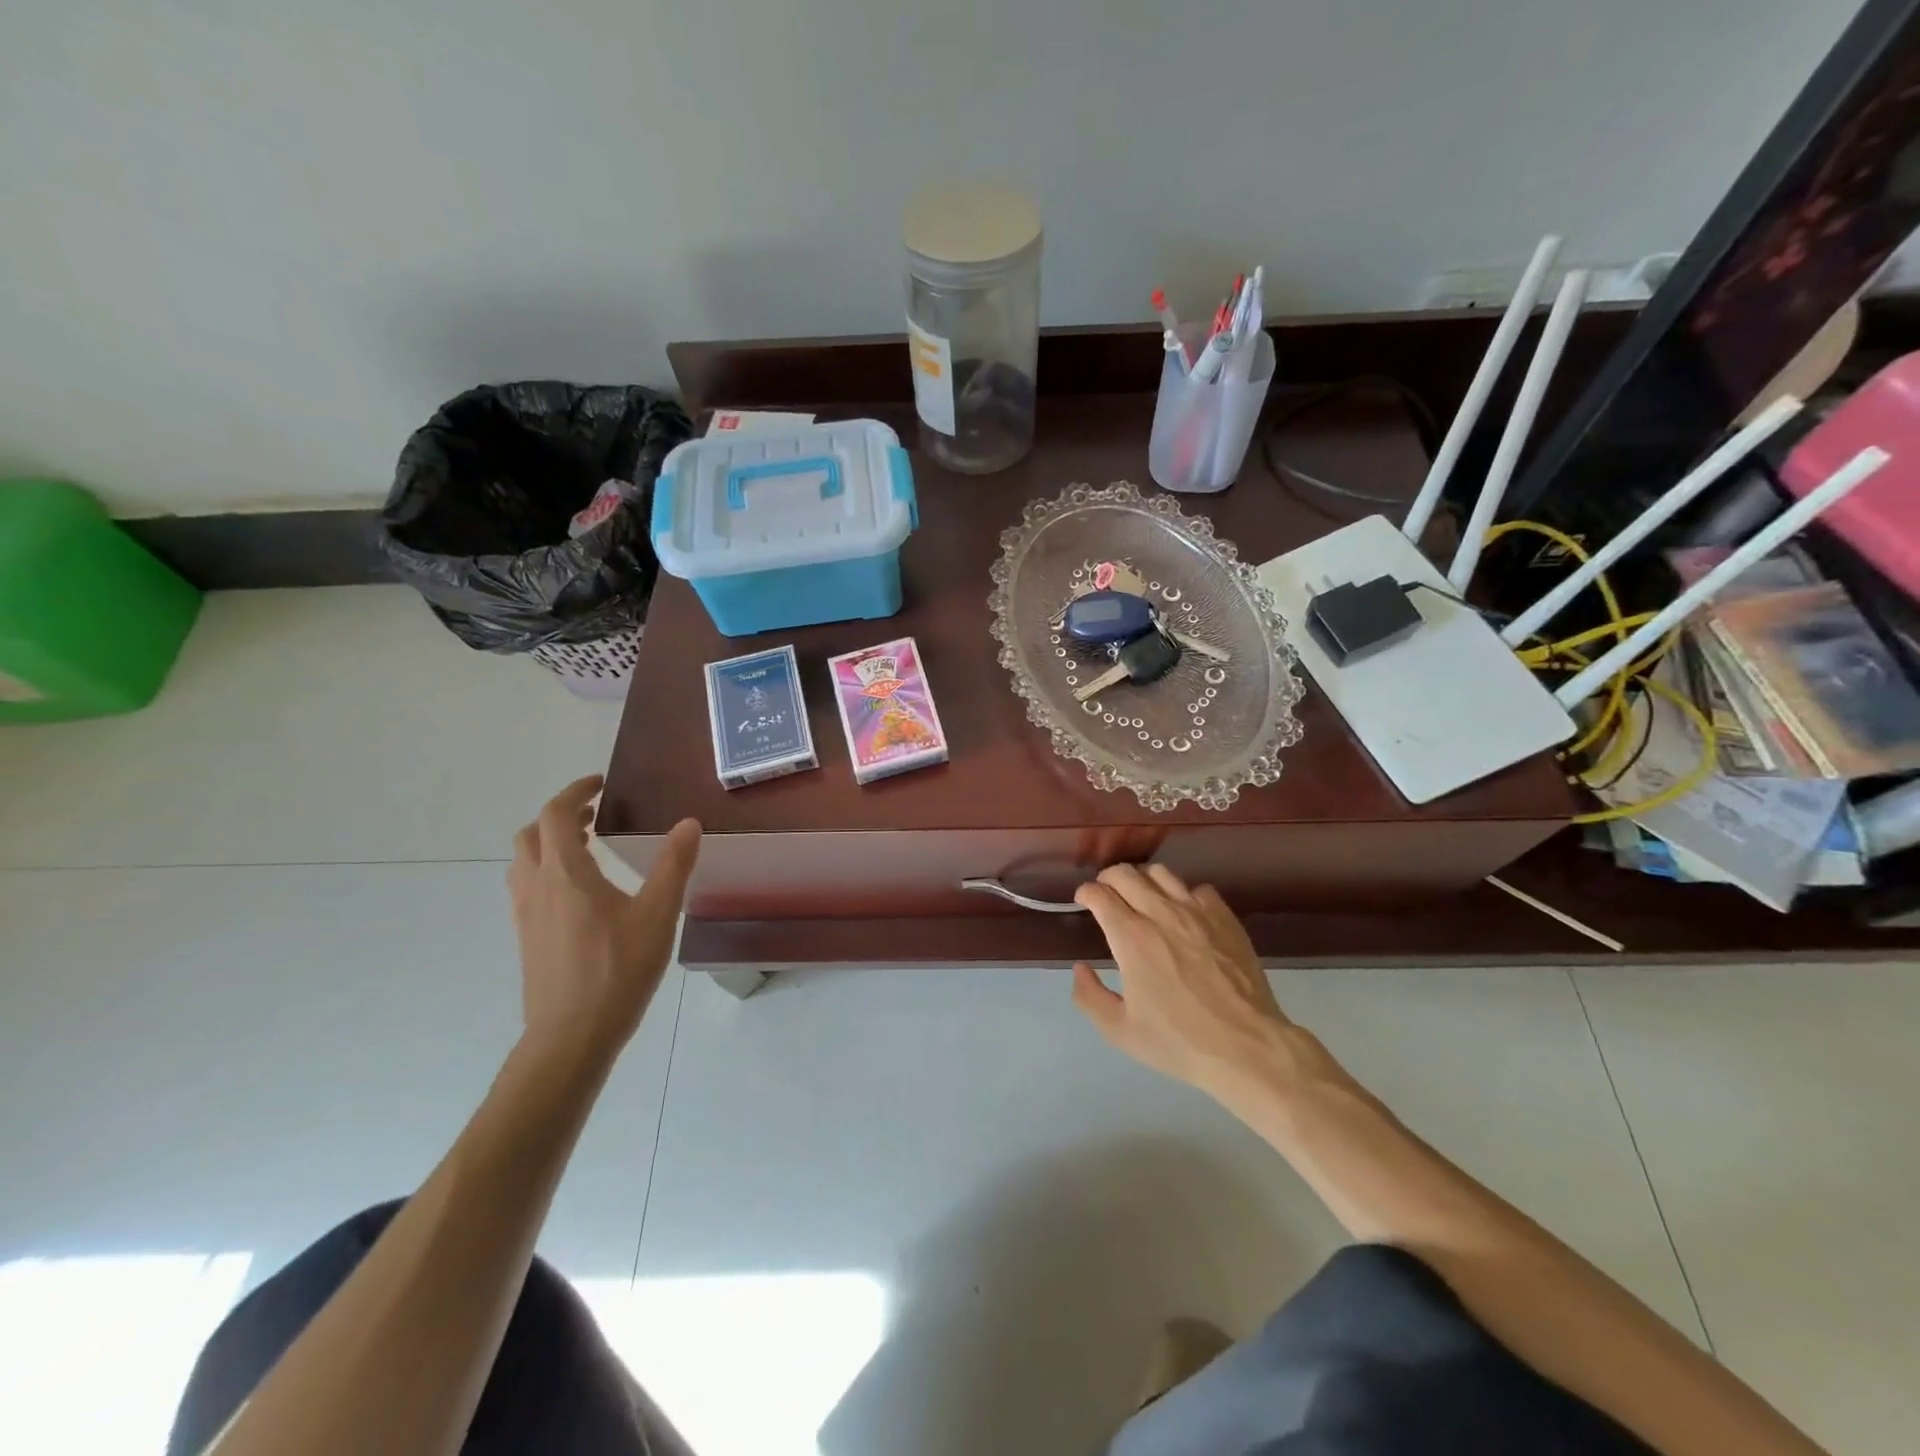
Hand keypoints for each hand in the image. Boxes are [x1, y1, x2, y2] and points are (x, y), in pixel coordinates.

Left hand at [508, 776, 700, 1057]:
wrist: (571, 1035)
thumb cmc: (617, 970)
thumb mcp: (657, 914)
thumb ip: (674, 865)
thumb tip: (689, 823)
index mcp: (565, 874)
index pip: (554, 815)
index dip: (575, 792)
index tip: (601, 785)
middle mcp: (537, 887)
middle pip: (530, 835)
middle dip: (559, 817)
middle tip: (594, 815)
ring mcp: (526, 916)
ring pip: (523, 863)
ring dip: (548, 844)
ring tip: (585, 847)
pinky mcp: (527, 939)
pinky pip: (527, 888)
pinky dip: (547, 872)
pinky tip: (580, 894)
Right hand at [1071, 864, 1337, 1105]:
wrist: (1247, 1047)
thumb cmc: (1179, 1041)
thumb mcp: (1120, 1031)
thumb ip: (1089, 997)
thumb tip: (1081, 969)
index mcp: (1131, 938)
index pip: (1100, 894)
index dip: (1086, 893)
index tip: (1084, 901)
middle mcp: (1161, 914)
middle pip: (1126, 874)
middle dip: (1108, 879)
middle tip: (1106, 895)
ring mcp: (1197, 912)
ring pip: (1161, 873)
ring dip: (1143, 880)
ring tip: (1142, 897)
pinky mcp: (1225, 918)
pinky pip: (1198, 889)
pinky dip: (1184, 895)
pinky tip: (1184, 914)